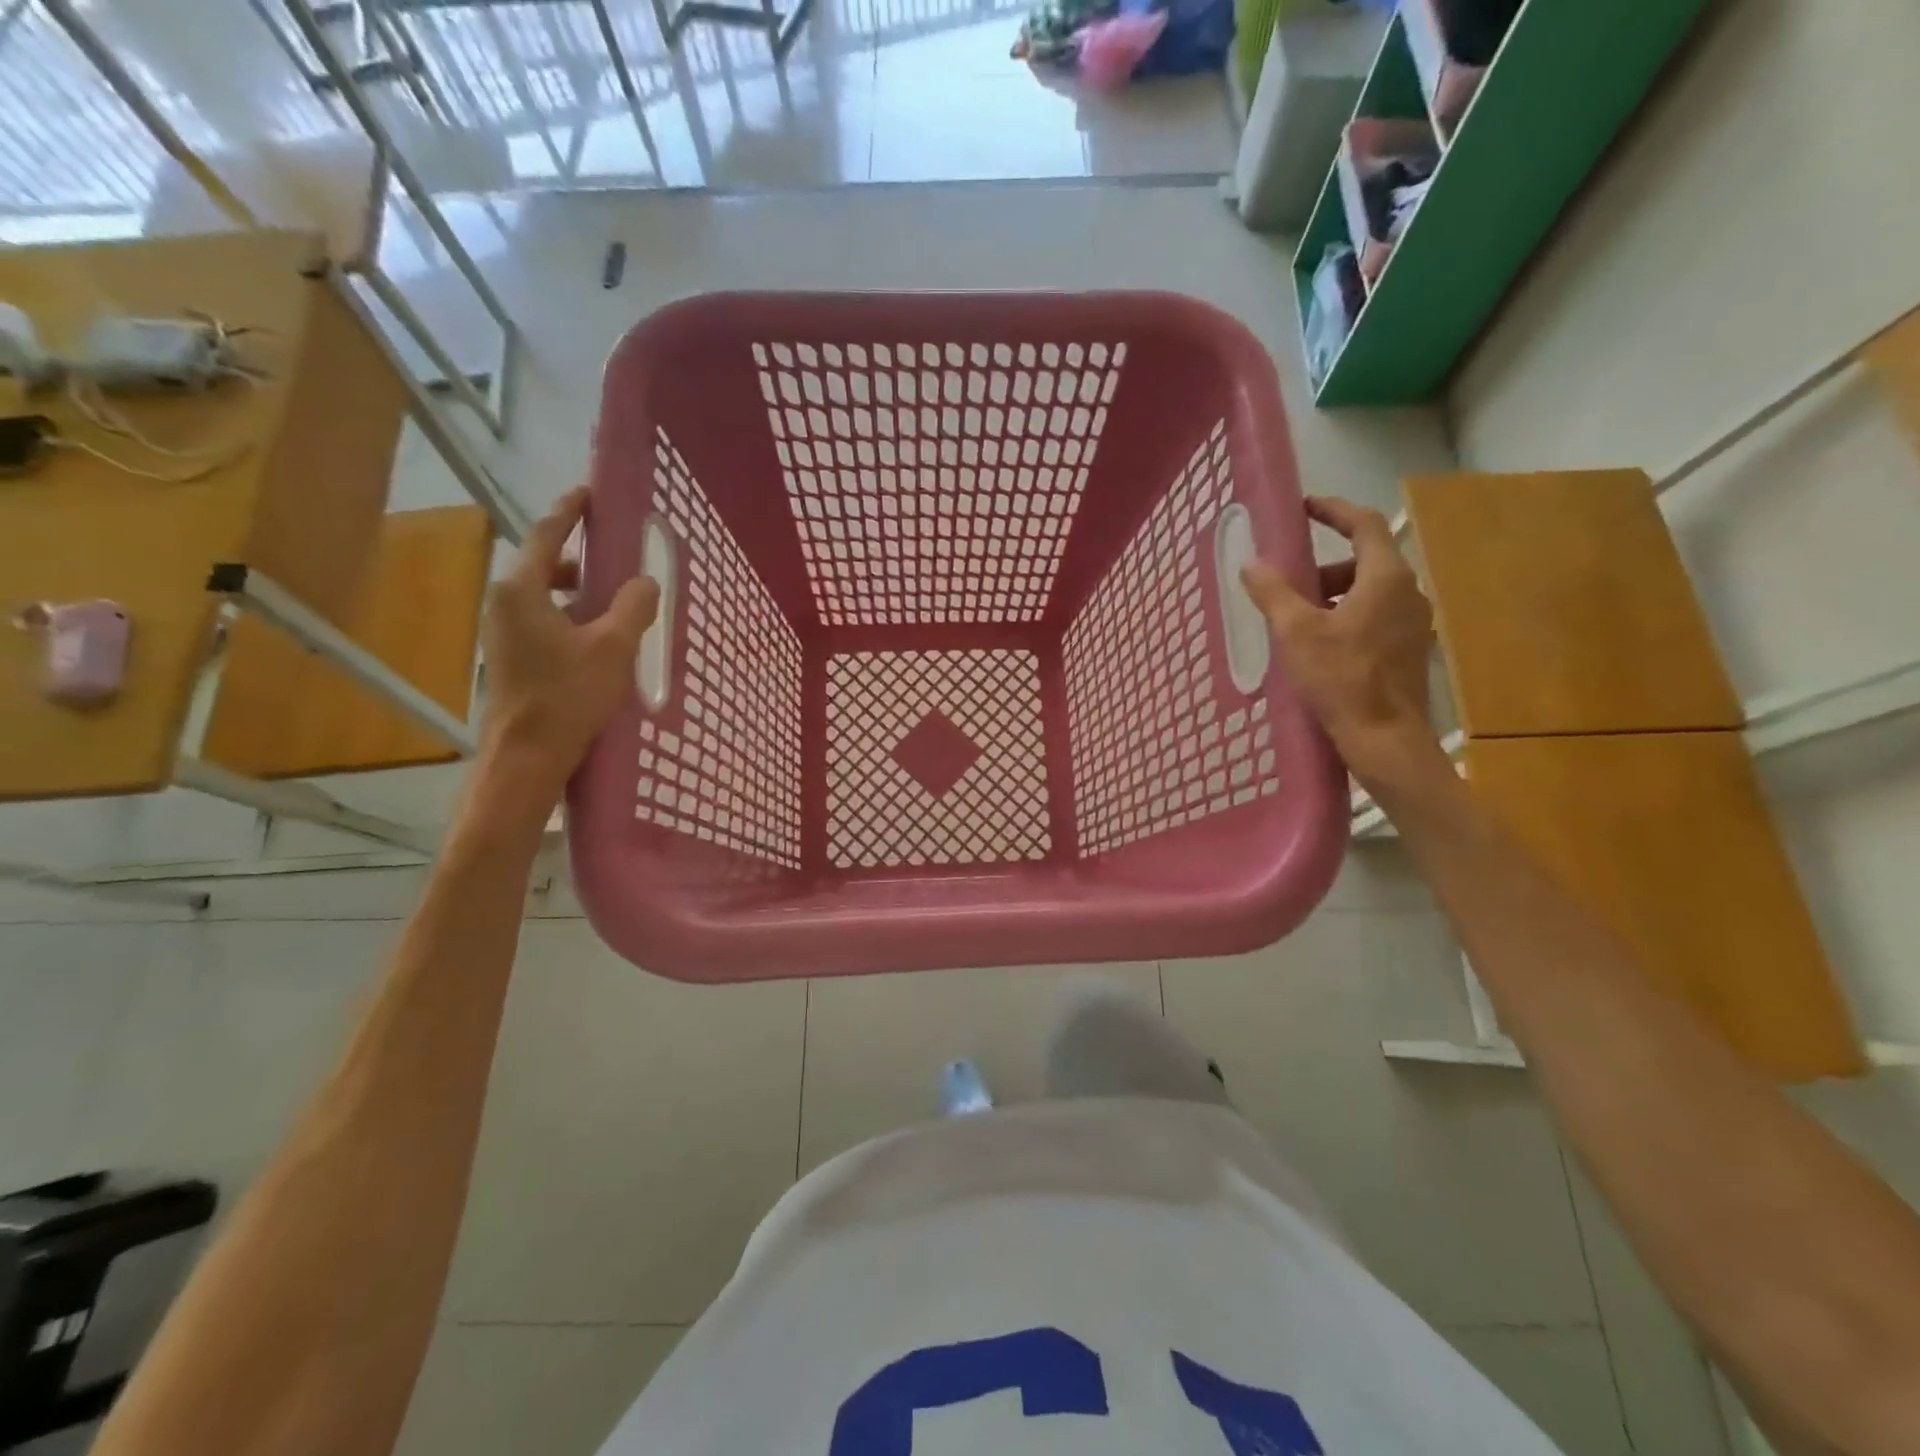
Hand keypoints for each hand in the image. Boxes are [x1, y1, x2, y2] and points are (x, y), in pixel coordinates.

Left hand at [476, 487, 657, 810]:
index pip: (546, 534)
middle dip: (580, 557)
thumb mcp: (613, 648)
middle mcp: (504, 603)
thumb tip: (645, 582)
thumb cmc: (567, 696)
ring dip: (578, 591)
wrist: (527, 756)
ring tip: (615, 602)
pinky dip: (570, 615)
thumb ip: (633, 607)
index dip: (570, 511)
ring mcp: (502, 632)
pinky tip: (599, 639)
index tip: (590, 493)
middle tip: (616, 556)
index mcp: (522, 590)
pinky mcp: (511, 656)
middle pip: (543, 564)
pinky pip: (543, 619)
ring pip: (544, 595)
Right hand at [1240, 495, 1441, 790]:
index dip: (1333, 510)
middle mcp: (1407, 593)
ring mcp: (1412, 624)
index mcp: (1385, 578)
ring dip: (1333, 595)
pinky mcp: (1408, 651)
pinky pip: (1374, 617)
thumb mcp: (1297, 633)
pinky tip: (1318, 646)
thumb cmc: (1341, 679)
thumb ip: (1274, 593)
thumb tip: (1252, 564)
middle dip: (1324, 565)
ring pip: (1369, 592)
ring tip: (1296, 619)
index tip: (1304, 507)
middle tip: (1288, 581)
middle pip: (1365, 561)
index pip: (1364, 524)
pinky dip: (1345, 617)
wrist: (1385, 738)